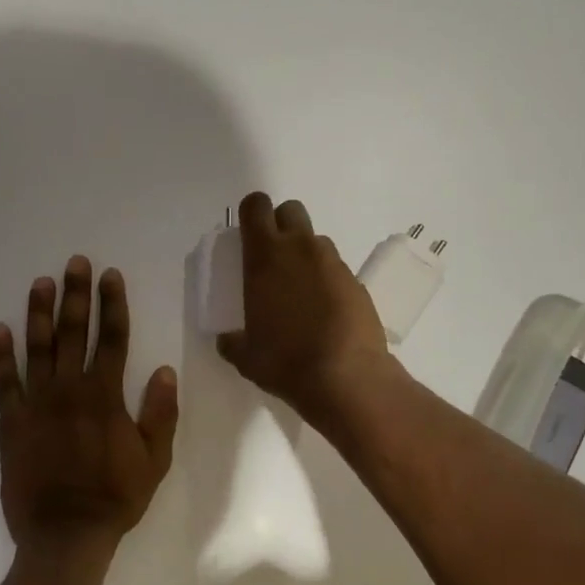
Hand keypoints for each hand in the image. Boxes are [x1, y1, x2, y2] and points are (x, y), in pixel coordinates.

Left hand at [0, 256, 178, 567]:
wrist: (65, 535)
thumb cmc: (115, 498)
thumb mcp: (154, 460)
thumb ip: (160, 414)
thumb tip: (166, 371)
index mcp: (106, 397)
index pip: (113, 339)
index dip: (113, 305)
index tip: (110, 276)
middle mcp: (70, 390)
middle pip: (74, 333)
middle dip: (76, 295)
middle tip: (75, 262)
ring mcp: (37, 404)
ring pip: (38, 348)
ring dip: (39, 313)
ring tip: (40, 282)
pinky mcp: (12, 422)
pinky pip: (4, 382)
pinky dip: (0, 354)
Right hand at [216, 193, 395, 425]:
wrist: (346, 377)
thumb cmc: (285, 361)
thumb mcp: (245, 355)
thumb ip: (232, 340)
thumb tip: (227, 339)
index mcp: (265, 257)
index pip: (256, 207)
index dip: (251, 213)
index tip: (247, 234)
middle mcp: (300, 249)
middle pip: (291, 211)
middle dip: (281, 224)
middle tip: (274, 257)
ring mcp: (333, 263)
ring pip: (316, 240)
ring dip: (305, 254)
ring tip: (301, 290)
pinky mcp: (357, 282)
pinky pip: (336, 269)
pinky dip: (327, 281)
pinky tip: (324, 311)